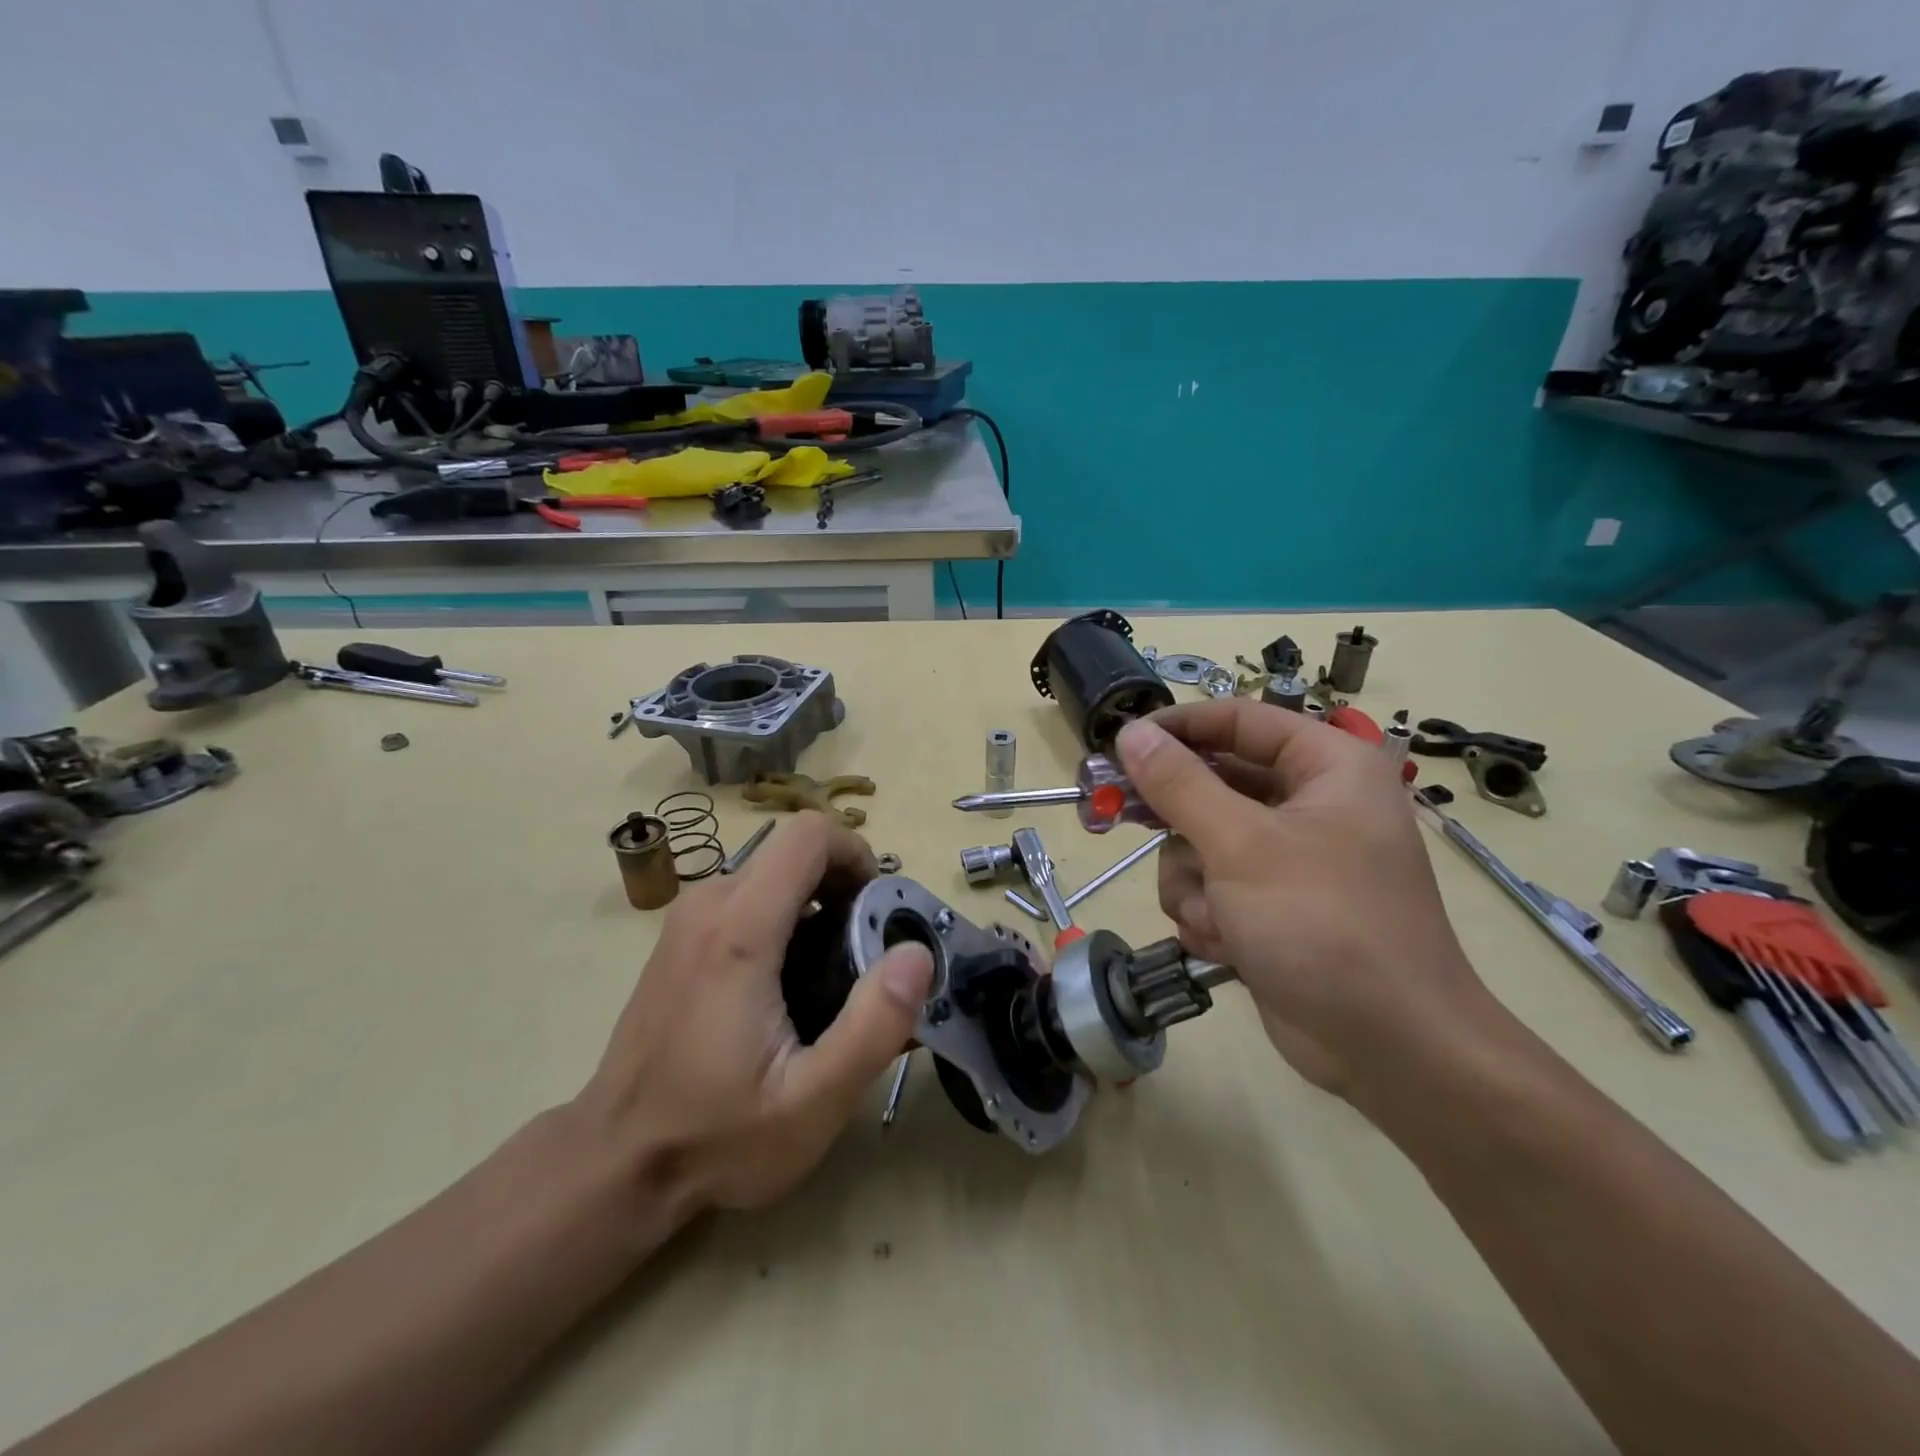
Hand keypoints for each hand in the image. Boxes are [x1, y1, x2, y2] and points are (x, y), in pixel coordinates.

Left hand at [577, 812, 932, 1216]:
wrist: (615, 1164)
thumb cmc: (715, 1136)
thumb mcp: (813, 1100)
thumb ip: (874, 1025)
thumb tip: (917, 954)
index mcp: (740, 929)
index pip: (809, 836)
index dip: (856, 854)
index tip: (878, 910)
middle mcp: (708, 906)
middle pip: (793, 851)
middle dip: (843, 884)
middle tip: (865, 951)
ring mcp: (686, 920)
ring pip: (771, 873)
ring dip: (816, 901)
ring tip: (834, 970)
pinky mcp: (679, 939)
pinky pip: (746, 897)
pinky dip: (785, 914)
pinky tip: (790, 981)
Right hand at [1115, 703, 1503, 1097]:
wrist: (1390, 1048)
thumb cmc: (1323, 924)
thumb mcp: (1241, 844)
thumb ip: (1179, 784)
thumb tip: (1130, 733)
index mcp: (1326, 767)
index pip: (1238, 720)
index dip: (1176, 728)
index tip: (1119, 743)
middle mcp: (1310, 804)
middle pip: (1212, 783)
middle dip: (1176, 820)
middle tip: (1115, 814)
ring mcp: (1289, 859)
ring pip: (1200, 842)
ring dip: (1192, 882)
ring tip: (1214, 916)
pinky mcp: (1270, 907)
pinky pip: (1211, 887)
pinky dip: (1208, 914)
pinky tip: (1226, 946)